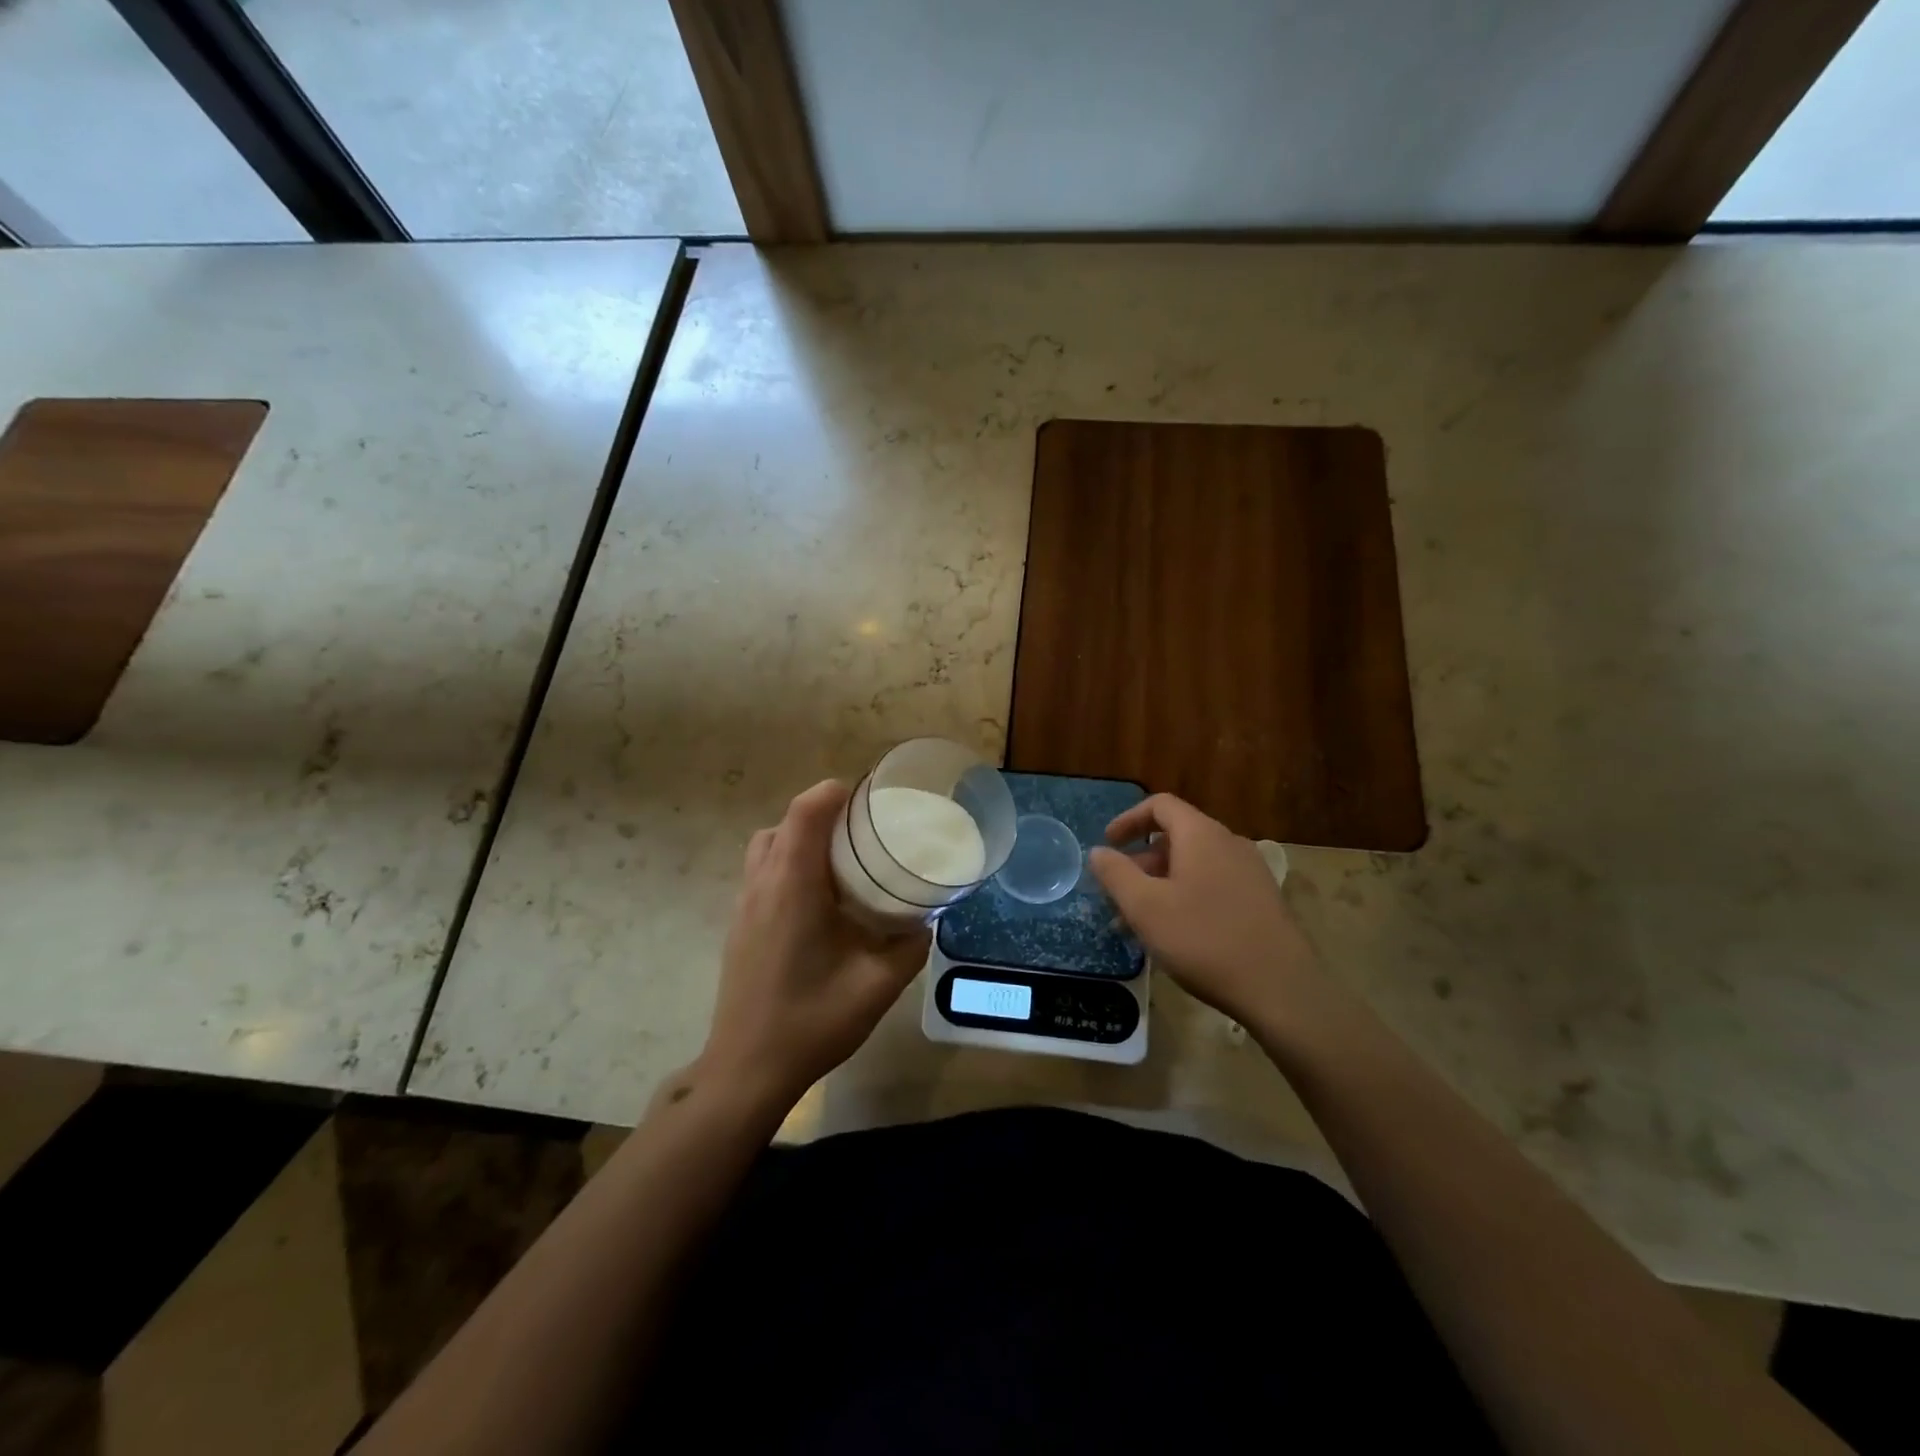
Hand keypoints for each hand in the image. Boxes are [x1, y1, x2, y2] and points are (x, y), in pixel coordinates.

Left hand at [701, 780, 929, 1112]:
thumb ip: (909, 946)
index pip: (805, 812)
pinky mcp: (738, 927)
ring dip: (800, 841)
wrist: (747, 1070)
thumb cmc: (812, 1021)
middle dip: (821, 816)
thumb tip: (925, 921)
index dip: (833, 794)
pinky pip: (761, 874)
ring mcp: (744, 906)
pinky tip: (818, 904)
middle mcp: (762, 885)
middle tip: (861, 834)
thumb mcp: (878, 985)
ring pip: (767, 848)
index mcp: (792, 887)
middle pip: (785, 825)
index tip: (866, 799)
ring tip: (840, 864)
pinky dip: (788, 866)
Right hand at [1087, 794, 1327, 1032]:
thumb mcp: (1146, 908)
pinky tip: (1176, 934)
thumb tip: (1099, 852)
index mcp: (1201, 835)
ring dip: (1161, 884)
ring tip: (1141, 922)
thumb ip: (1116, 874)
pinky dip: (1186, 896)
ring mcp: (1250, 872)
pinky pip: (1213, 884)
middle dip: (1141, 861)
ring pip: (1194, 865)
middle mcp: (1229, 843)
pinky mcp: (1262, 900)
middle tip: (1118, 894)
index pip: (1160, 805)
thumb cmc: (1204, 940)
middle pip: (1177, 836)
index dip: (1128, 820)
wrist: (1281, 989)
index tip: (1108, 846)